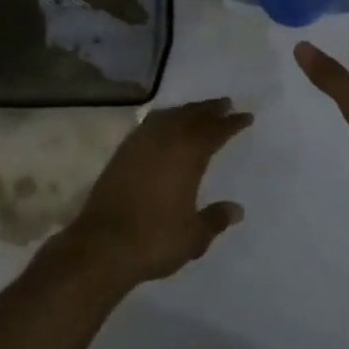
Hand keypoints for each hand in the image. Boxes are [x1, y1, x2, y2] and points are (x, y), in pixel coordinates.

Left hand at [57, 99, 254, 290]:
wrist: (102, 246)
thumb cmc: (154, 239)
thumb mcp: (193, 236)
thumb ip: (215, 219)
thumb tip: (236, 210)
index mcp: (187, 155)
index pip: (215, 131)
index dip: (231, 123)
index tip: (246, 116)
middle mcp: (164, 142)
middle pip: (191, 116)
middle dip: (209, 109)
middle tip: (224, 103)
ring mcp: (139, 145)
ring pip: (168, 116)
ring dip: (185, 111)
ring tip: (196, 111)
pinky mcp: (121, 154)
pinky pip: (148, 125)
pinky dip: (163, 120)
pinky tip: (164, 127)